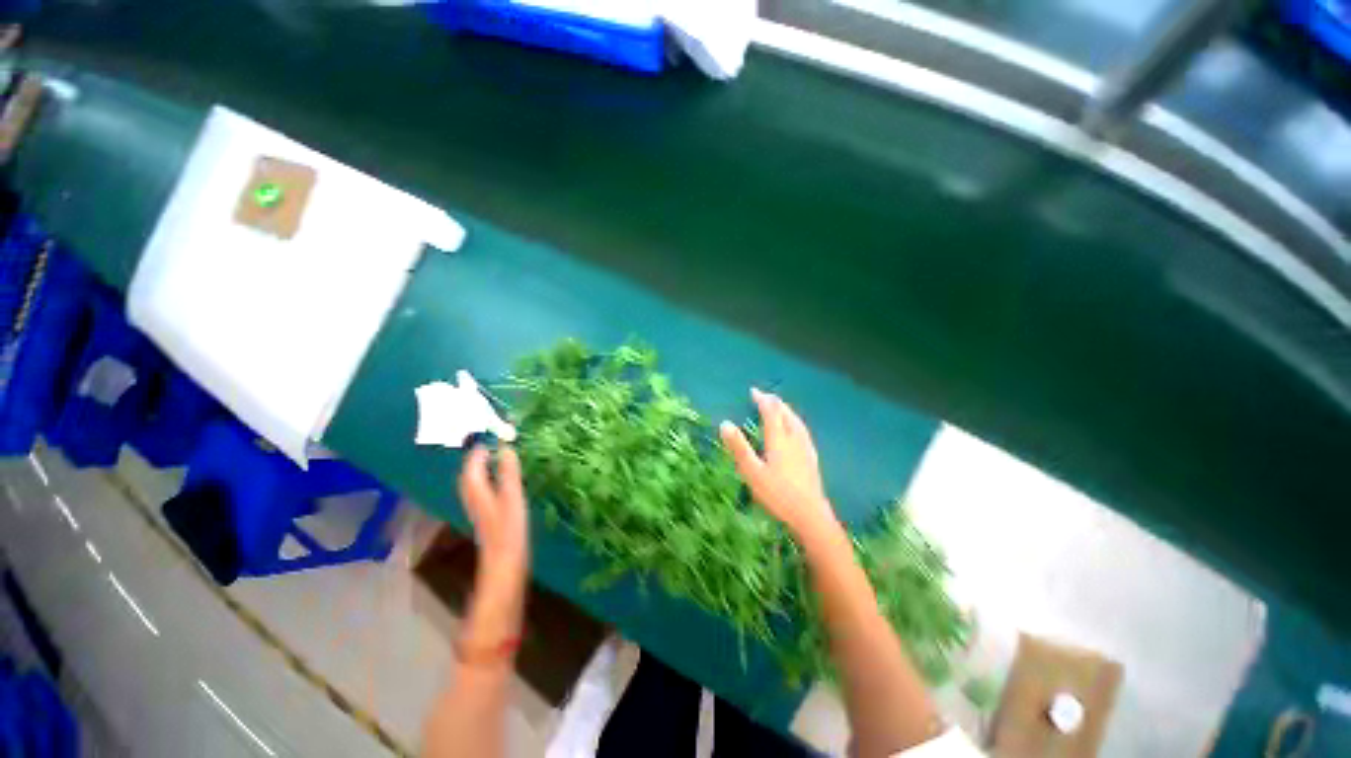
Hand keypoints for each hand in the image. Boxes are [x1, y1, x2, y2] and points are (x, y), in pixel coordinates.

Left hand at [458, 445, 528, 649]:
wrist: (504, 568)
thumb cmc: (508, 531)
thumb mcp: (513, 498)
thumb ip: (509, 473)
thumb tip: (506, 448)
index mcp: (477, 491)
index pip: (471, 464)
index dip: (478, 448)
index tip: (490, 432)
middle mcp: (473, 498)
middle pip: (469, 473)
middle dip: (477, 456)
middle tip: (492, 440)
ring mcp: (479, 508)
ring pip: (475, 482)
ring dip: (482, 467)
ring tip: (496, 455)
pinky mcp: (487, 516)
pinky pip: (484, 490)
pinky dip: (489, 478)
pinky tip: (501, 480)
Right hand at [720, 388, 840, 542]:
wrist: (810, 515)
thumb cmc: (778, 495)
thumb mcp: (752, 472)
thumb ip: (739, 447)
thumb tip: (725, 423)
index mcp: (779, 440)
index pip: (771, 412)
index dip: (762, 400)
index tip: (753, 391)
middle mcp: (794, 439)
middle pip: (786, 414)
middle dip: (775, 402)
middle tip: (764, 396)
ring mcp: (806, 448)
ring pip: (797, 422)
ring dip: (786, 410)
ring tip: (780, 406)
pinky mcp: (812, 458)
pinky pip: (803, 431)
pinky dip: (795, 422)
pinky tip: (796, 430)